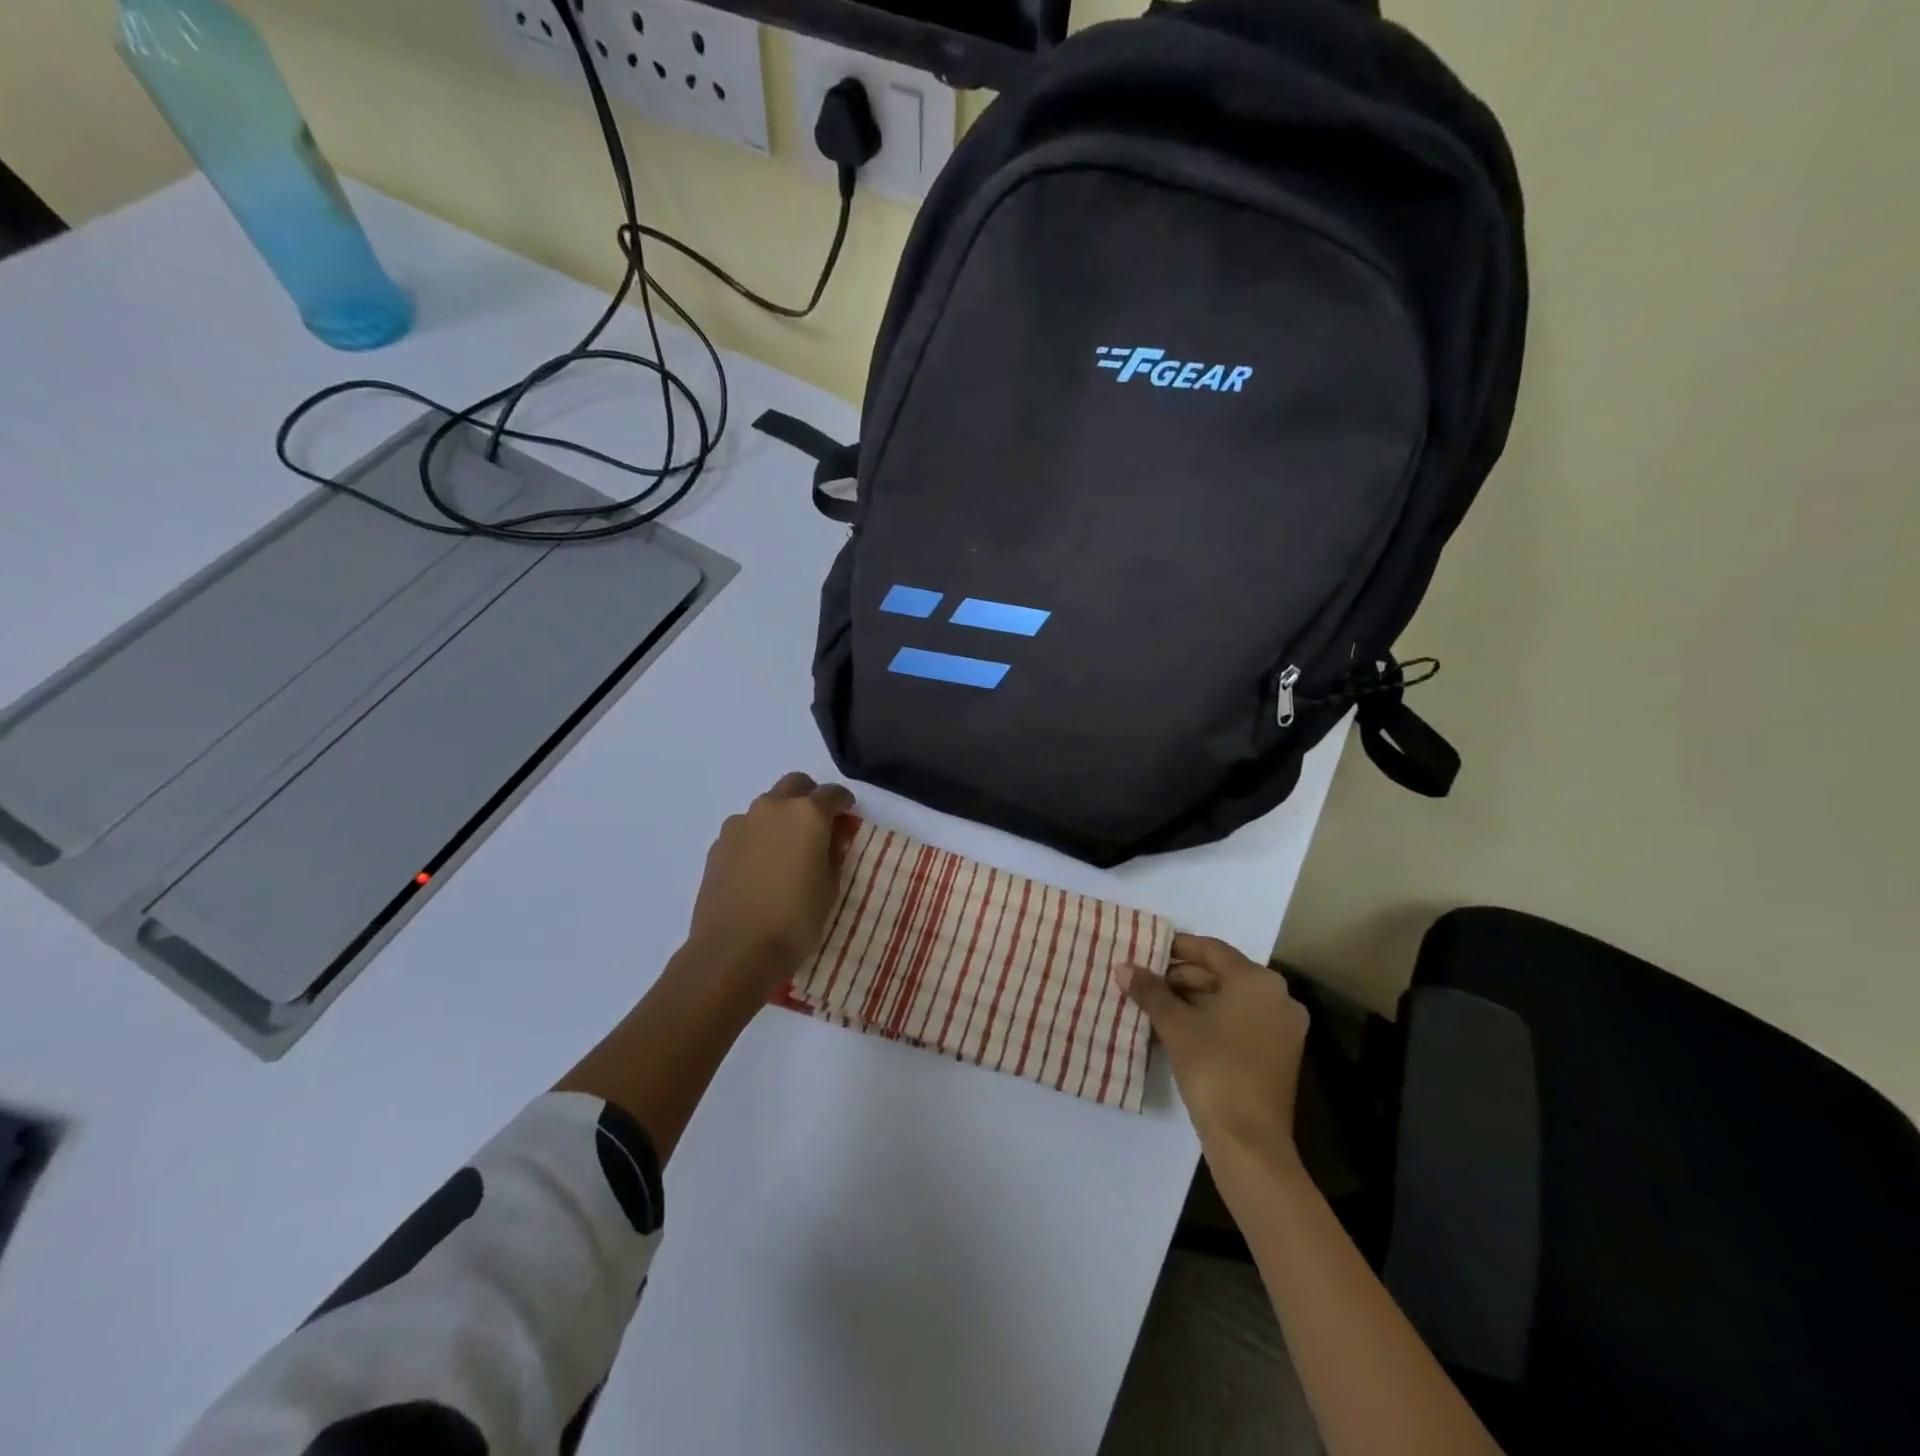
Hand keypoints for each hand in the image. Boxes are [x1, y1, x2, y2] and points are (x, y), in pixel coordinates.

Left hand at [683, 772, 856, 992]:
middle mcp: (773, 808)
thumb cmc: (794, 921)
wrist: (733, 951)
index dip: (843, 803)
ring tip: (786, 851)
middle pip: (795, 785)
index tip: (847, 816)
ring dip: (780, 817)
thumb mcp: (830, 888)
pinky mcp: (718, 844)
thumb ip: (834, 853)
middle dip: (810, 798)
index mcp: (807, 814)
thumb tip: (833, 834)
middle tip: (817, 826)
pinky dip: (758, 837)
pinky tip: (760, 867)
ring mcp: (741, 824)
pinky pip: (745, 829)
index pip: (832, 793)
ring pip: (767, 806)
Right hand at [1116, 934, 1308, 1158]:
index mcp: (1258, 981)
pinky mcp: (1278, 1054)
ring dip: (1192, 1001)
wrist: (1249, 1142)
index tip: (1147, 951)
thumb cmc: (1214, 1068)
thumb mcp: (1175, 1025)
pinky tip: (1177, 1031)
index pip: (1212, 950)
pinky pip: (1239, 1022)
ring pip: (1229, 1001)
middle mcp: (1278, 997)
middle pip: (1221, 975)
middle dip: (1181, 979)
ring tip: (1154, 1008)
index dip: (1177, 948)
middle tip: (1145, 984)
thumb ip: (1150, 990)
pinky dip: (1210, 1021)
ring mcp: (1282, 1028)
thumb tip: (1124, 967)